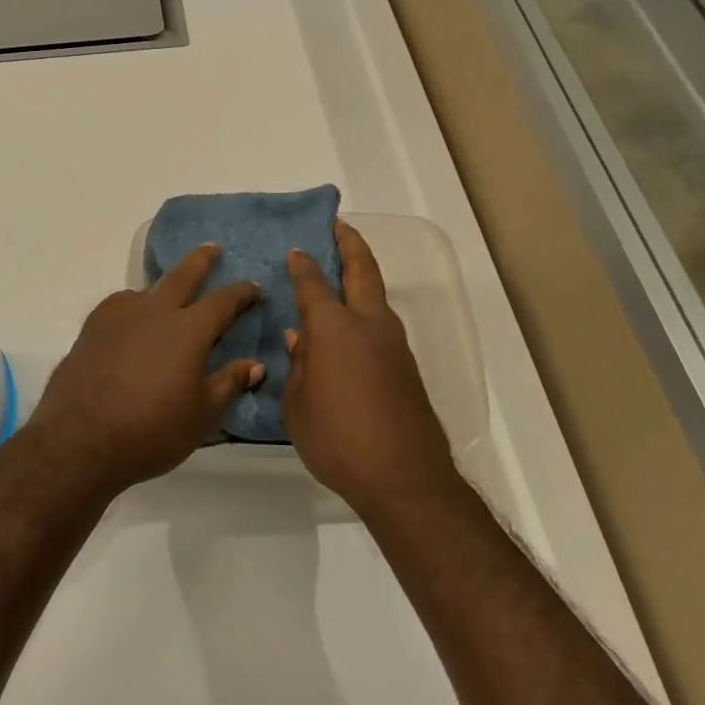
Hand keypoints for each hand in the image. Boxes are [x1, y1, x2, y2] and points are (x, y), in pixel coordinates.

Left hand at [23, 245, 261, 499]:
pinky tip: (130, 321)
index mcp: (189, 330)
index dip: (241, 293)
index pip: (223, 302)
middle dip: (201, 261)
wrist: (81, 439)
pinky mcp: (92, 329)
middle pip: (182, 276)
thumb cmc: (152, 430)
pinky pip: (118, 306)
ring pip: (147, 291)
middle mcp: (156, 312)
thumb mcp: (202, 415)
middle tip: (211, 248)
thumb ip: (229, 383)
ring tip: (166, 297)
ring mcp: (119, 316)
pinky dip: (132, 307)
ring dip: (162, 289)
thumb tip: (256, 365)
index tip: (253, 288)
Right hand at [282, 220, 460, 515]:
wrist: (404, 477)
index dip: (303, 265)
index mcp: (335, 328)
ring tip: (343, 274)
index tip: (297, 250)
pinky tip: (350, 330)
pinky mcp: (407, 367)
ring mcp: (394, 344)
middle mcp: (368, 325)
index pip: (314, 284)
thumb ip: (298, 365)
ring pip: (377, 297)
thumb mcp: (298, 404)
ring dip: (362, 277)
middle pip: (362, 271)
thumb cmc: (338, 438)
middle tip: (339, 227)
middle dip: (350, 245)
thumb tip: (301, 339)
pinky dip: (366, 312)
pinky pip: (382, 326)